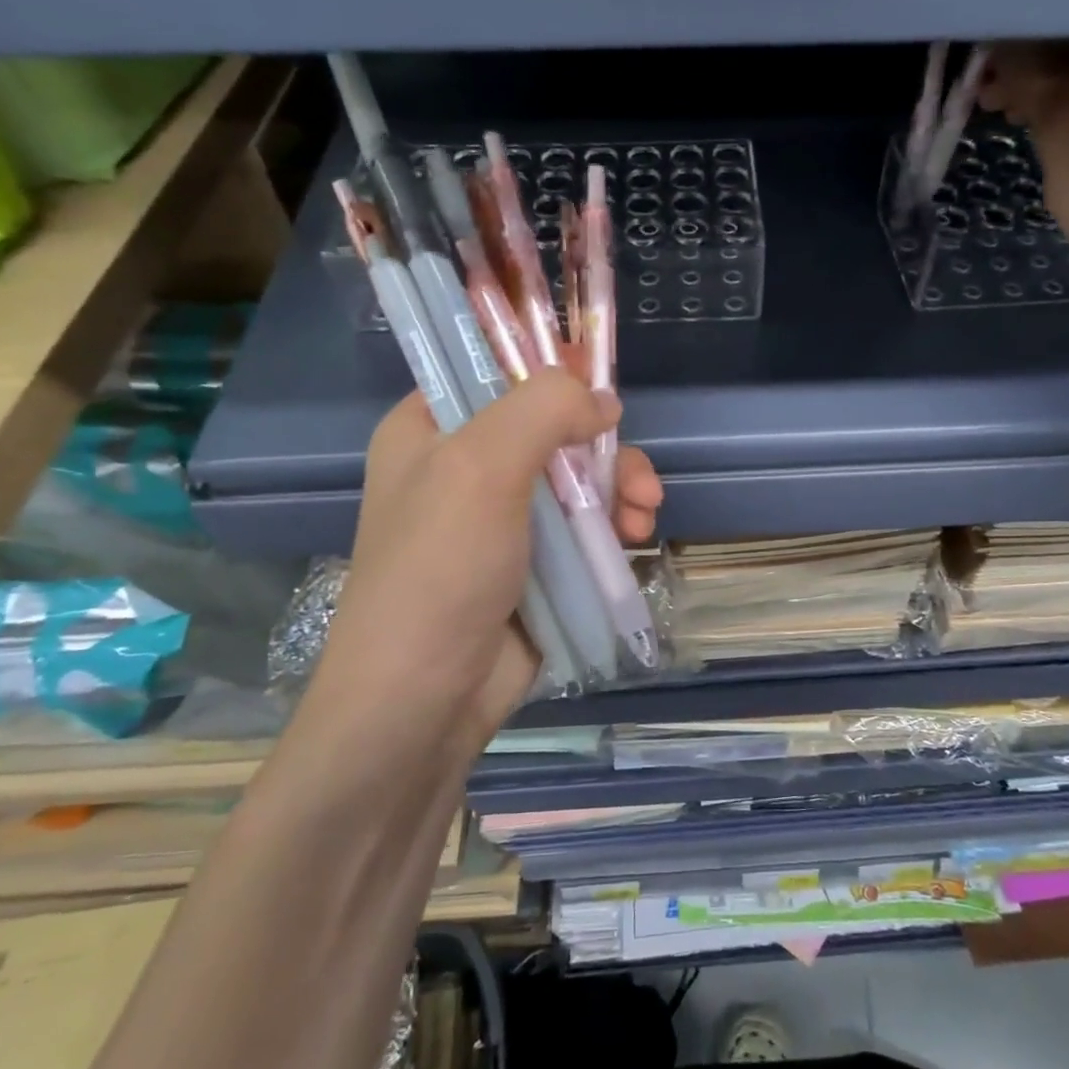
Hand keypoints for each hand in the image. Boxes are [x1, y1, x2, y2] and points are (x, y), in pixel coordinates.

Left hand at [303, 371, 661, 760]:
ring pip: (577, 476)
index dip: (549, 369)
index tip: (598, 383)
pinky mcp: (534, 561)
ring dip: (619, 488)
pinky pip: (583, 523)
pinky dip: (614, 523)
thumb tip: (603, 403)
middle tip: (637, 478)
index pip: (493, 369)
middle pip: (552, 426)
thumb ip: (544, 410)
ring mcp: (502, 517)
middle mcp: (464, 466)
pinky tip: (635, 538)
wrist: (425, 700)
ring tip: (643, 515)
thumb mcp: (482, 467)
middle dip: (604, 448)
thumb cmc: (440, 570)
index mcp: (431, 429)